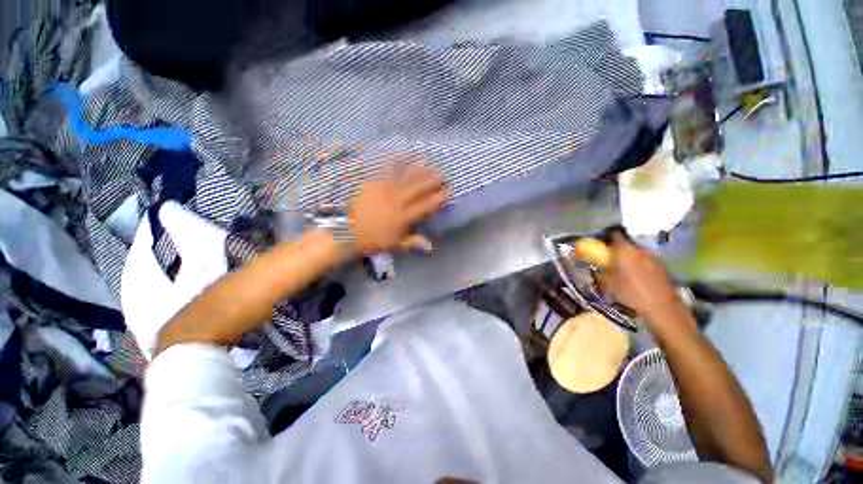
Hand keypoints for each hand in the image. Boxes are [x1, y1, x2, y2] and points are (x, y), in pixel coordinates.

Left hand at [348, 163, 447, 253]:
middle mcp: (397, 202)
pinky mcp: (373, 184)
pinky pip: (385, 172)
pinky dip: (393, 162)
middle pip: (417, 189)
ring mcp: (385, 191)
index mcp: (403, 218)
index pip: (424, 206)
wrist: (348, 231)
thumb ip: (414, 243)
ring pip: (404, 178)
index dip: (437, 199)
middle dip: (431, 181)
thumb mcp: (395, 245)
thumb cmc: (374, 240)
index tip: (447, 191)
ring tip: (426, 161)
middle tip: (441, 173)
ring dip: (416, 169)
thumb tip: (431, 247)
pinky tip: (399, 155)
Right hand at [592, 232, 684, 323]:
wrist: (661, 307)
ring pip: (638, 254)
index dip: (607, 238)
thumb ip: (601, 272)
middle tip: (611, 260)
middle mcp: (640, 250)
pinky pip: (647, 262)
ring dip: (631, 259)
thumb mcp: (607, 283)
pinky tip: (638, 278)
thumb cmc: (630, 292)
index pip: (614, 235)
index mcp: (625, 250)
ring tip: (625, 270)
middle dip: (619, 251)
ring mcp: (654, 258)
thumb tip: (598, 268)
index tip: (601, 244)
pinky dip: (641, 266)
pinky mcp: (663, 268)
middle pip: (627, 245)